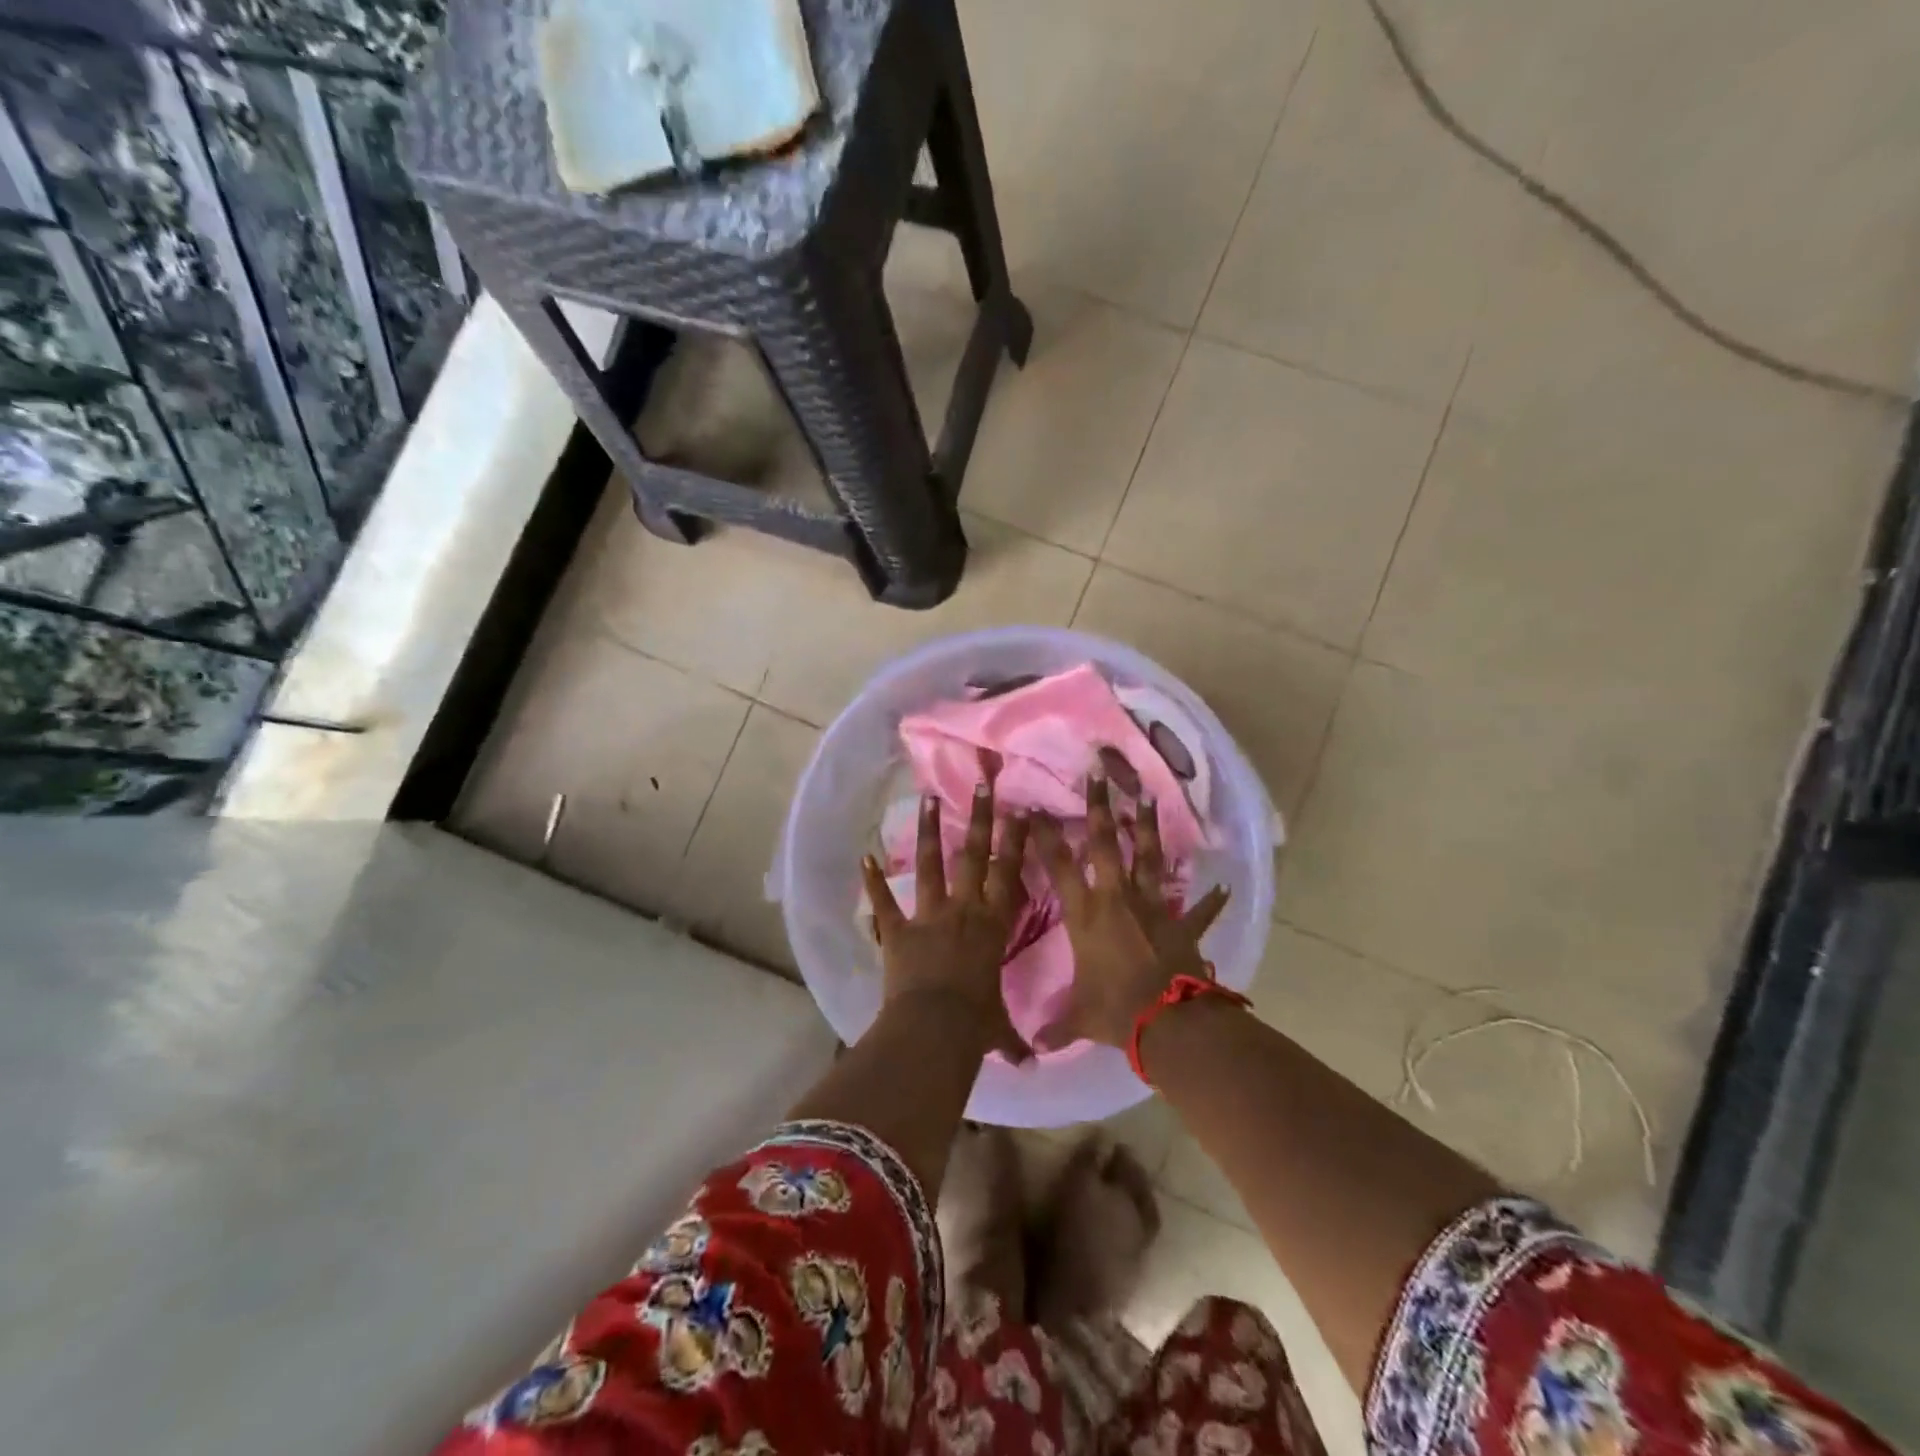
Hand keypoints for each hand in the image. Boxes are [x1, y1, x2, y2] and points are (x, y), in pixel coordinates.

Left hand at [862, 782, 1031, 1060]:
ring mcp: (929, 916)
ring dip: (930, 831)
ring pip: (932, 865)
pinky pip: (884, 903)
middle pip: (975, 856)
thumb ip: (1013, 1040)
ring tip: (929, 798)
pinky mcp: (899, 930)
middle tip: (982, 784)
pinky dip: (873, 882)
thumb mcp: (997, 1029)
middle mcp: (964, 910)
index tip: (1021, 810)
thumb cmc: (975, 1024)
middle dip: (981, 818)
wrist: (934, 1028)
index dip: (1017, 841)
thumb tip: (1032, 1066)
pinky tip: (864, 858)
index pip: (1010, 874)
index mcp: (993, 925)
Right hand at [1031, 777, 1229, 1050]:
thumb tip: (1033, 1051)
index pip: (1058, 866)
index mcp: (1085, 915)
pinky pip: (1199, 910)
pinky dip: (1211, 901)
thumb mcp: (1079, 1017)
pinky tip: (1223, 888)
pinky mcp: (1182, 924)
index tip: (1034, 808)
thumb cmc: (1115, 1012)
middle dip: (1099, 807)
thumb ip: (1056, 1027)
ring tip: (1147, 796)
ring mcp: (1152, 907)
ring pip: (1147, 857)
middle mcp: (1116, 899)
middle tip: (1098, 773)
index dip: (1044, 836)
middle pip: (1104, 844)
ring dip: (1146, 827)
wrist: (1167, 1022)